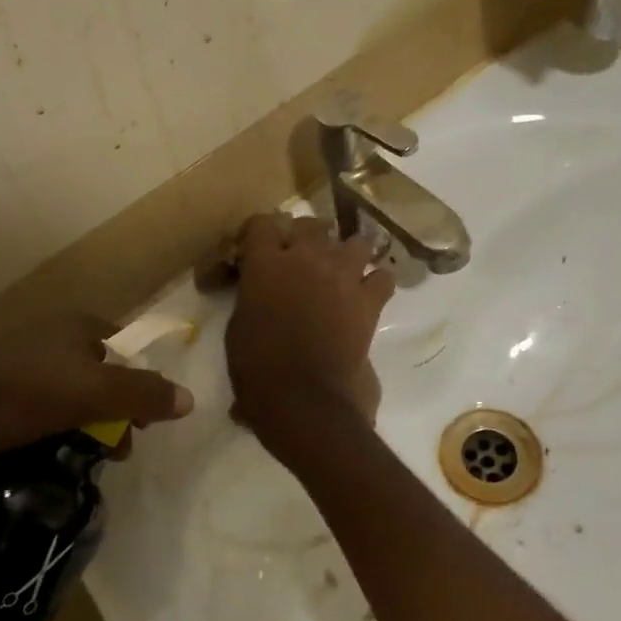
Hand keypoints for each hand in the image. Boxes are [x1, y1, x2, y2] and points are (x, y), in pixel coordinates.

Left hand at [0, 314, 193, 460]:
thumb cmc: (26, 392)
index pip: (126, 348)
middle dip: (113, 411)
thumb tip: (190, 399)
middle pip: (99, 372)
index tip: (142, 424)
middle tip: (114, 450)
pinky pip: (37, 402)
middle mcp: (50, 332)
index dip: (140, 384)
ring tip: (83, 458)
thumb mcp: (95, 393)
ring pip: (67, 390)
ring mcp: (18, 356)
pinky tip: (46, 450)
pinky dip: (50, 424)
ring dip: (83, 422)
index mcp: (77, 325)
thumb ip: (144, 394)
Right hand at [225, 213, 394, 441]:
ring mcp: (342, 274)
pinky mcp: (368, 300)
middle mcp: (306, 257)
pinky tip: (366, 295)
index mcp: (265, 263)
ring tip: (339, 272)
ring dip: (346, 254)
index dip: (260, 232)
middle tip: (299, 259)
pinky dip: (376, 283)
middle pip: (311, 225)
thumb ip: (250, 299)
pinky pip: (383, 277)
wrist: (303, 397)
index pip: (262, 223)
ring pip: (354, 242)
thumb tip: (258, 303)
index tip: (256, 247)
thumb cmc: (258, 367)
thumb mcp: (238, 328)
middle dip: (305, 237)